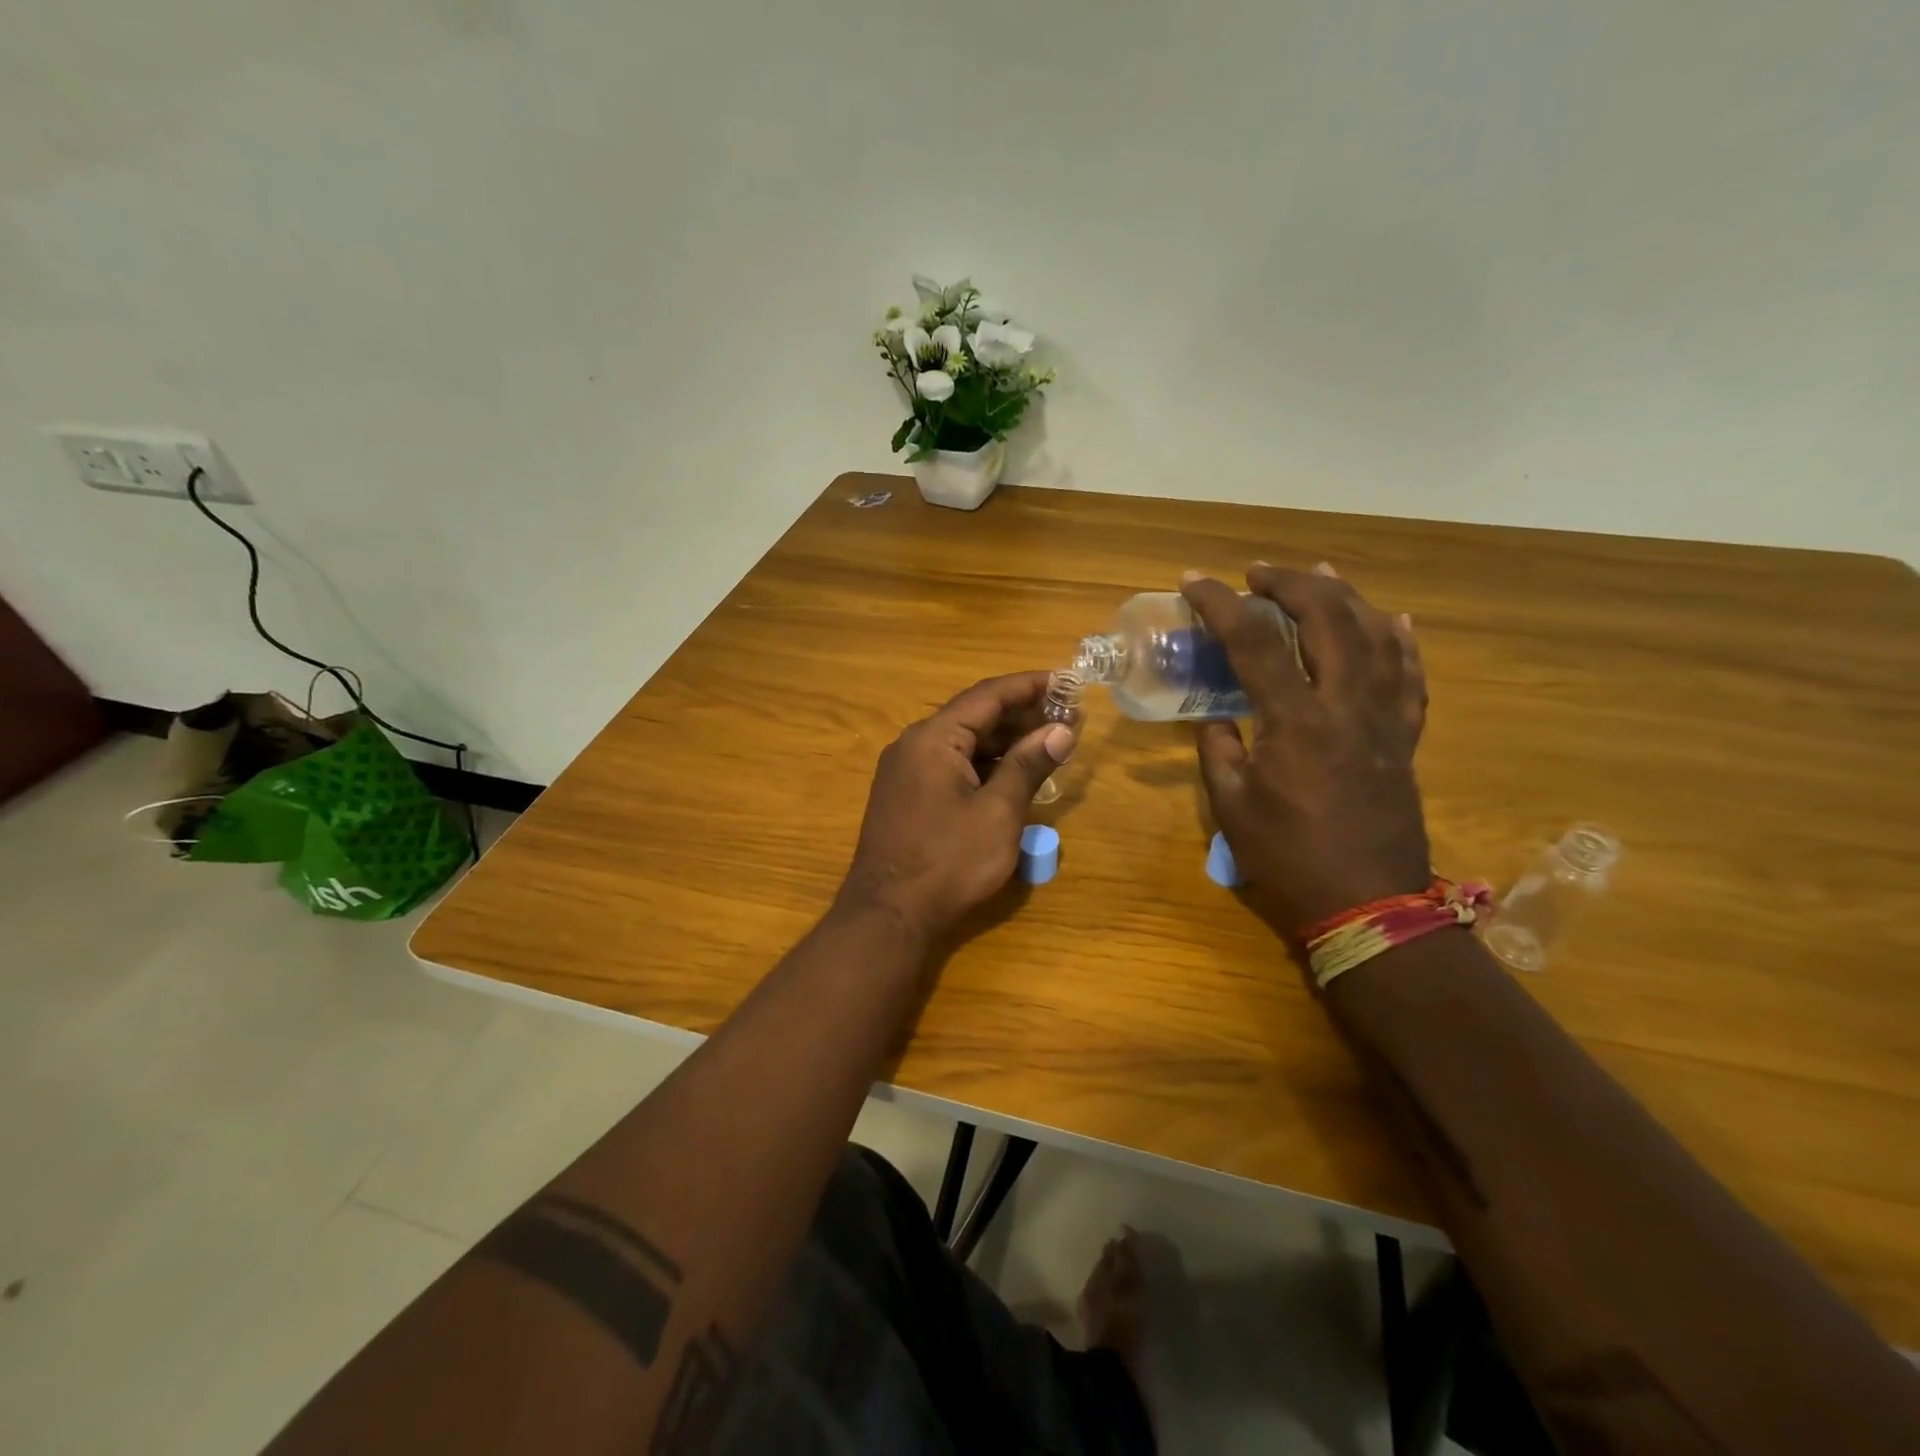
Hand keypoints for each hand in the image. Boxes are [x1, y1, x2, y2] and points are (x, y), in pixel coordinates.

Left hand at [838, 672, 1075, 941]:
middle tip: (1068, 716)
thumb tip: (1062, 729)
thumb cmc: (948, 861)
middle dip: (1022, 715)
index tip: (1066, 680)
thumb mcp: (998, 812)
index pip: (987, 695)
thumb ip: (1029, 765)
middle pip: (974, 716)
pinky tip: (1014, 773)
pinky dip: (984, 764)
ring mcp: (906, 771)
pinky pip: (951, 765)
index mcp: (933, 738)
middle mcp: (914, 745)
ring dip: (1005, 741)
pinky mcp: (908, 795)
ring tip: (1050, 742)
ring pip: (963, 742)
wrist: (889, 915)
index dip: (1029, 685)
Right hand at [1182, 564, 1429, 936]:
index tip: (1195, 581)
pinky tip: (1393, 618)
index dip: (1221, 604)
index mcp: (1295, 721)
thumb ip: (1219, 751)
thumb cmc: (1288, 857)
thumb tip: (1219, 719)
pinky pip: (1412, 677)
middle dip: (1290, 583)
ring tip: (1320, 572)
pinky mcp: (1404, 738)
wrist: (1366, 903)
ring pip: (1376, 635)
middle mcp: (1346, 705)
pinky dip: (1402, 641)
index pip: (1254, 642)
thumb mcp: (1232, 806)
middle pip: (1328, 619)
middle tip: (1258, 574)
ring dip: (1345, 596)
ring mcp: (1384, 719)